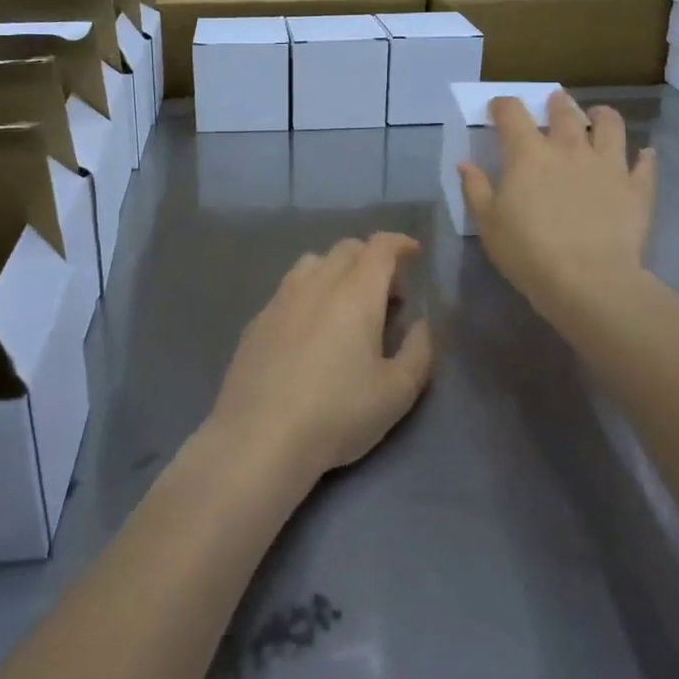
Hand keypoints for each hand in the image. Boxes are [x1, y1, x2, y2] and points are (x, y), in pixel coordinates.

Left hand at [205, 233, 433, 488]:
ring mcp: (281, 299)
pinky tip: (310, 329)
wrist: (259, 436)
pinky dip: (309, 293)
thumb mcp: (396, 392)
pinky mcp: (257, 320)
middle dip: (372, 258)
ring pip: (313, 263)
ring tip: (347, 305)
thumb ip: (419, 351)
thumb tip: (422, 324)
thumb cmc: (337, 413)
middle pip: (346, 249)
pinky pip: (288, 289)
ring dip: (337, 271)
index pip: (380, 247)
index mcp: (355, 293)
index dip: (400, 243)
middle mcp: (316, 283)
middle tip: (387, 292)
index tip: (413, 253)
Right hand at [458, 92, 657, 340]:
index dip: (502, 105)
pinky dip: (644, 157)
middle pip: (564, 111)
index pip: (512, 112)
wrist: (588, 281)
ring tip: (599, 117)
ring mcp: (607, 164)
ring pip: (610, 125)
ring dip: (603, 117)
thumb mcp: (487, 223)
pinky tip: (644, 156)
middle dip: (556, 103)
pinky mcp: (636, 188)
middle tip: (555, 102)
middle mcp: (569, 147)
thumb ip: (475, 188)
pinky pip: (645, 164)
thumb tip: (466, 164)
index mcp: (528, 153)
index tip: (498, 109)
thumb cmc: (527, 251)